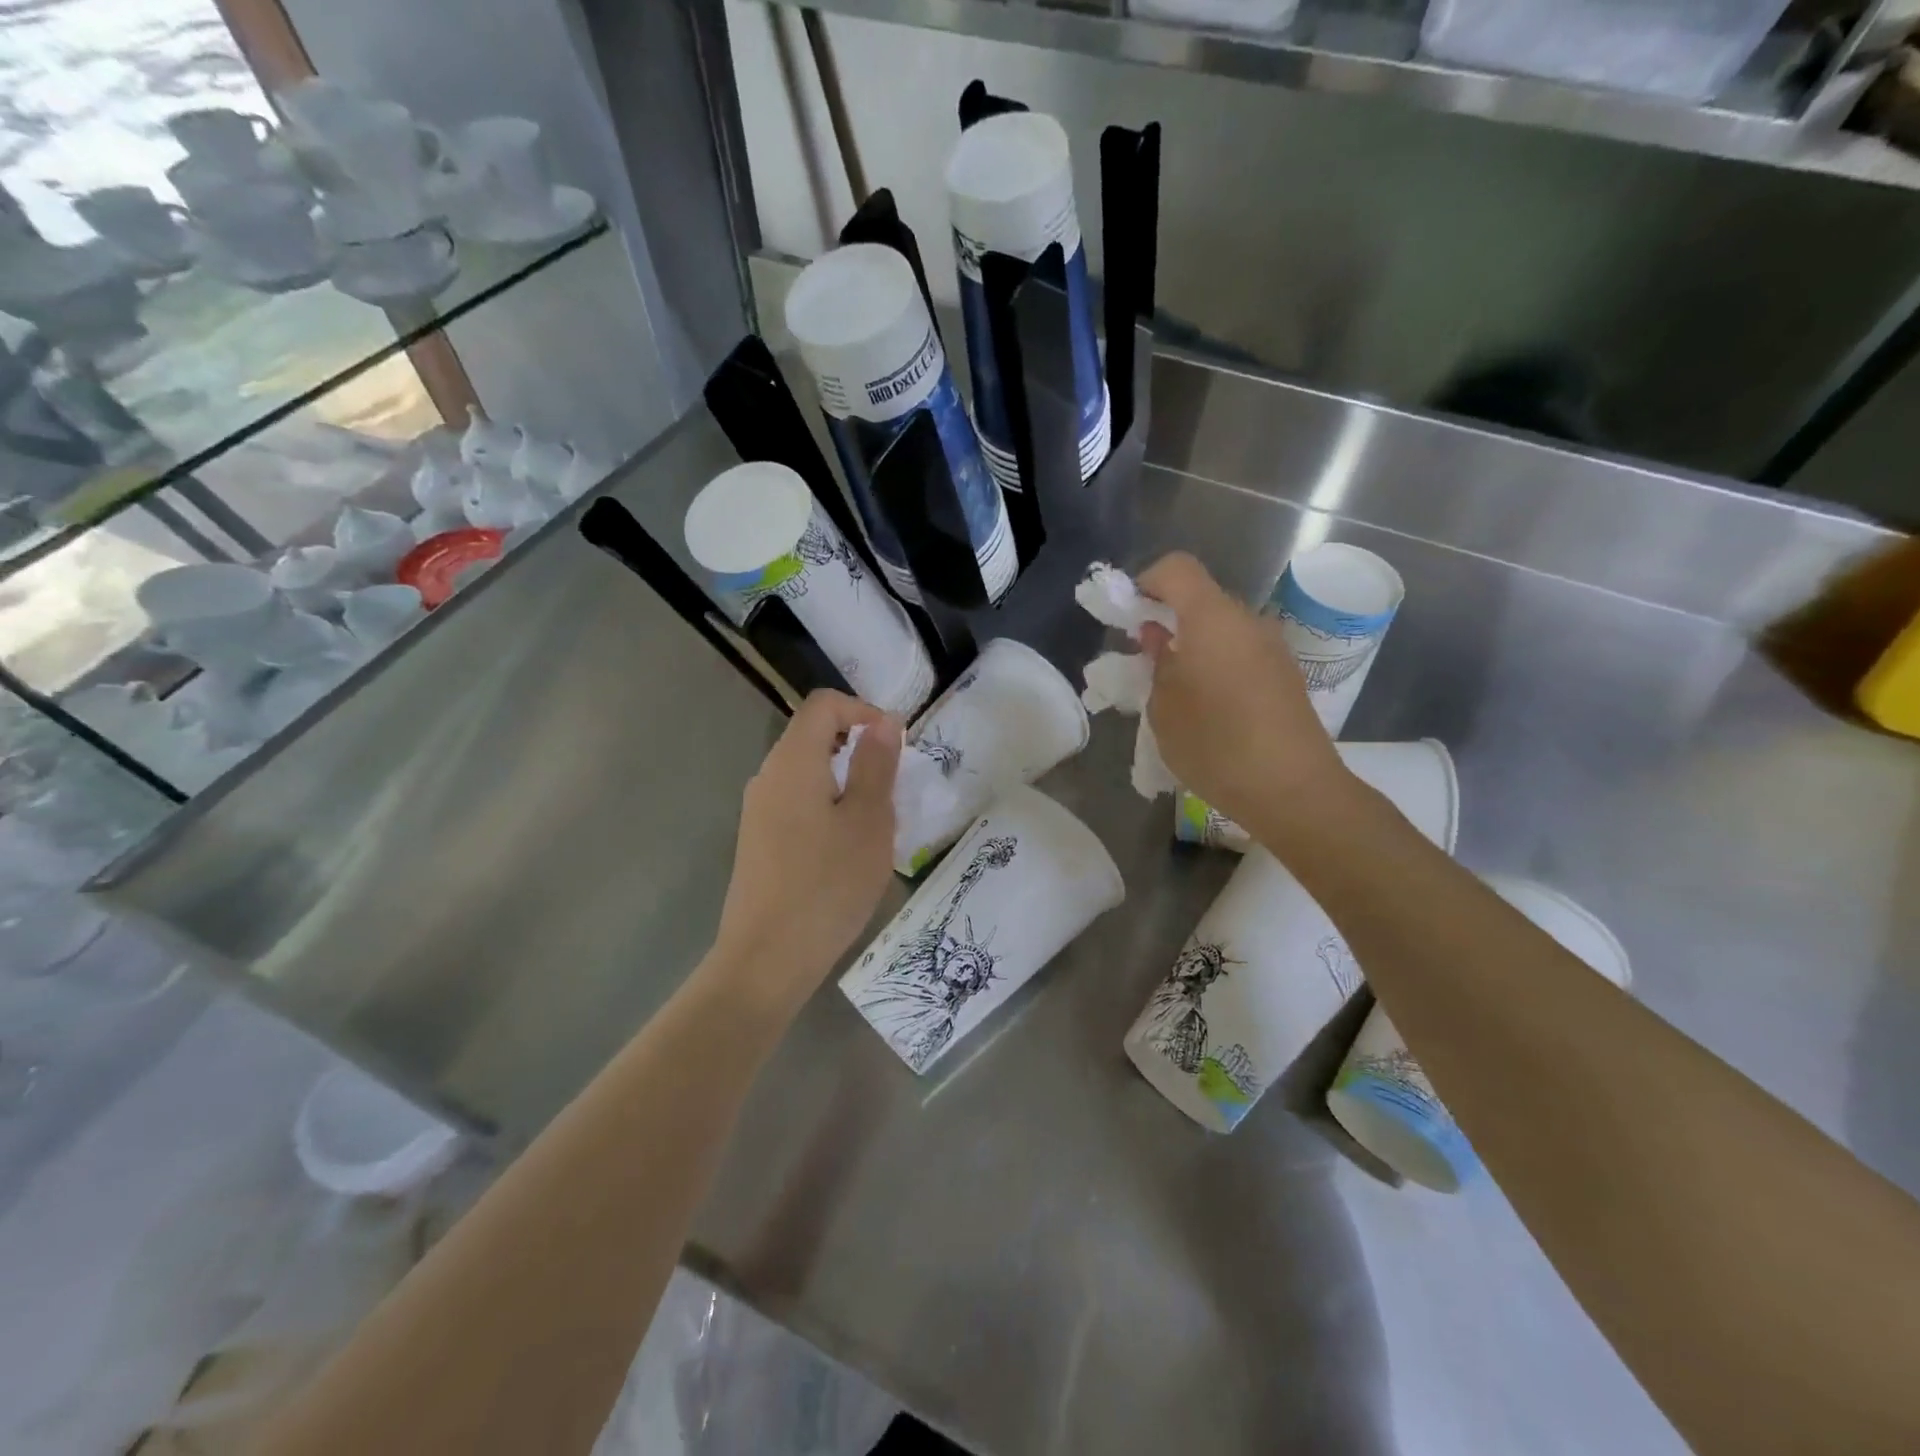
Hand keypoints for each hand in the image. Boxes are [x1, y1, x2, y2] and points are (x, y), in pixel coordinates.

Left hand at [711, 691, 901, 1016]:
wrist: (766, 959)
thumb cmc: (827, 885)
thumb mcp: (868, 821)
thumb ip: (876, 764)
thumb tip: (883, 720)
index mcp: (793, 762)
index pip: (823, 705)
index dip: (863, 710)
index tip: (896, 745)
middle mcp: (768, 776)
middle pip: (812, 734)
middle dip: (857, 746)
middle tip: (891, 786)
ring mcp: (758, 810)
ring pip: (806, 770)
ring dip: (845, 779)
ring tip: (874, 821)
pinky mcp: (758, 839)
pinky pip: (797, 801)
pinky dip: (827, 804)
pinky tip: (845, 847)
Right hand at [1137, 552, 1347, 841]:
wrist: (1293, 789)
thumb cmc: (1216, 745)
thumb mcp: (1164, 708)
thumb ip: (1157, 664)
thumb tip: (1158, 637)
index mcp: (1212, 619)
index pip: (1177, 568)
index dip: (1147, 581)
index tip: (1130, 615)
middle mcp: (1247, 621)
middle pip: (1201, 599)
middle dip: (1168, 618)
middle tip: (1145, 659)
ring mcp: (1273, 647)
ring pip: (1222, 629)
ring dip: (1194, 645)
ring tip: (1175, 689)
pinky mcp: (1286, 674)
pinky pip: (1242, 652)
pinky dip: (1218, 664)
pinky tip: (1208, 706)